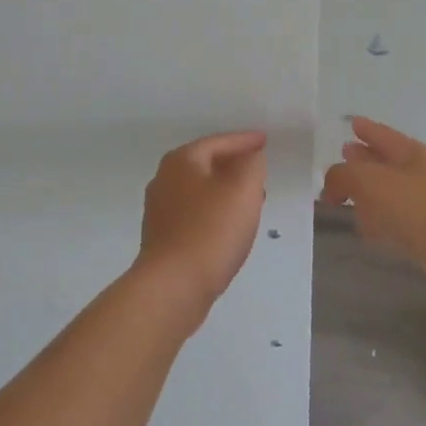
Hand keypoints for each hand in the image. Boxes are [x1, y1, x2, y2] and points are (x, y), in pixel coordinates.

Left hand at [136, 131, 267, 310]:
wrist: (174, 285)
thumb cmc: (211, 230)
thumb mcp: (243, 189)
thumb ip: (251, 164)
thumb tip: (250, 157)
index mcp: (181, 161)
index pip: (218, 142)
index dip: (245, 141)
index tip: (265, 140)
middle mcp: (164, 180)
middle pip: (205, 164)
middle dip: (234, 166)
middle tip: (261, 171)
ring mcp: (160, 211)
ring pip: (200, 191)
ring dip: (226, 191)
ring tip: (252, 200)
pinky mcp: (163, 238)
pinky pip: (195, 215)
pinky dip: (215, 212)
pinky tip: (230, 226)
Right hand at [320, 117, 425, 304]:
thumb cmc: (414, 207)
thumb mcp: (368, 180)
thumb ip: (342, 176)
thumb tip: (332, 187)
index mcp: (410, 154)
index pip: (383, 135)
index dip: (366, 129)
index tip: (353, 123)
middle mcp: (419, 175)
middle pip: (386, 162)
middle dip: (364, 159)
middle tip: (345, 155)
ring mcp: (424, 204)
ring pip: (388, 193)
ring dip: (369, 194)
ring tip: (348, 197)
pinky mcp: (425, 234)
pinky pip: (394, 221)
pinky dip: (378, 221)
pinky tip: (367, 229)